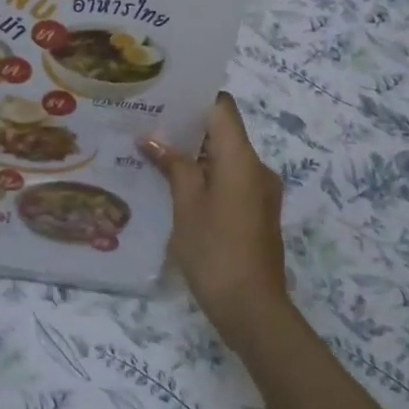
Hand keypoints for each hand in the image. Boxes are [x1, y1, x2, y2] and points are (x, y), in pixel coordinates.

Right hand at [140, 94, 291, 349]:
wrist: (253, 310)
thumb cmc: (215, 250)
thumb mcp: (186, 204)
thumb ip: (172, 165)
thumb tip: (151, 138)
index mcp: (241, 158)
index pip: (222, 108)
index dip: (194, 98)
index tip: (163, 98)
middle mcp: (257, 168)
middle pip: (223, 132)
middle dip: (187, 128)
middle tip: (147, 125)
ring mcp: (260, 192)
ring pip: (226, 158)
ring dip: (194, 155)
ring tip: (155, 155)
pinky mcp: (257, 213)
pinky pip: (231, 180)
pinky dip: (206, 177)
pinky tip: (176, 188)